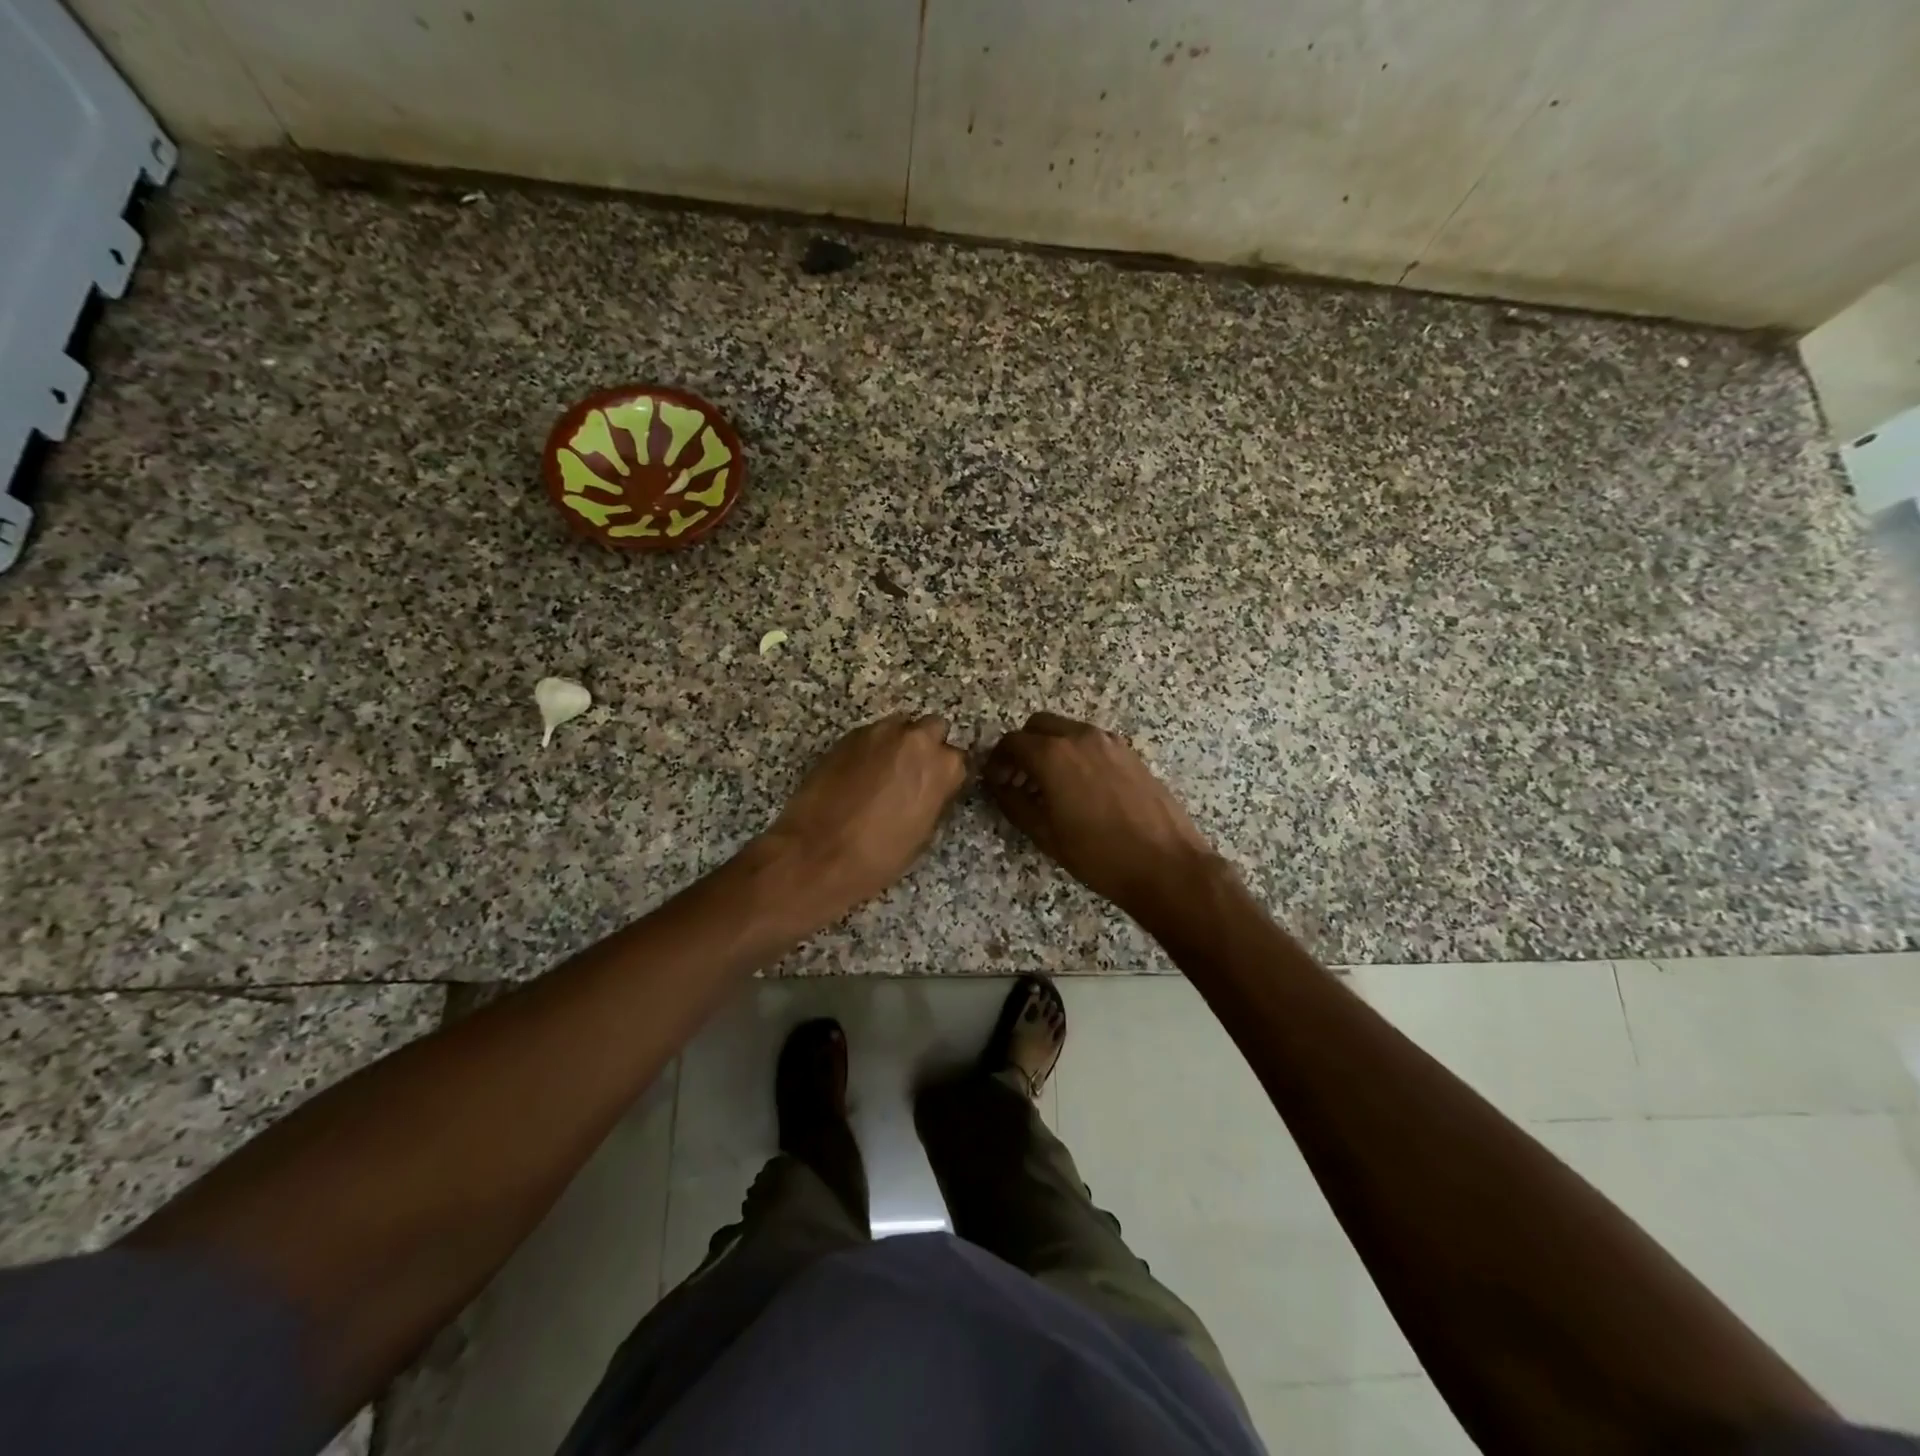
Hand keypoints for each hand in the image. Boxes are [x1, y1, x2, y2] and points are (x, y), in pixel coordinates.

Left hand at [762, 712, 966, 927]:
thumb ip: (935, 797)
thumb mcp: (923, 832)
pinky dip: (871, 749)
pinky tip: (859, 774)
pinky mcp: (848, 736)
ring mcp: (879, 733)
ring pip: (900, 727)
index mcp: (942, 766)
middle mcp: (915, 740)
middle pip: (933, 728)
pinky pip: (871, 735)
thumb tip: (931, 788)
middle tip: (912, 773)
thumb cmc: (880, 854)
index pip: (958, 759)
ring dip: (898, 743)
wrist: (819, 852)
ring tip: (883, 772)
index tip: (937, 788)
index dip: (946, 775)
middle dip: (926, 746)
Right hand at [986, 712, 1219, 917]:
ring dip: (1051, 749)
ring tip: (1050, 788)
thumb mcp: (1045, 834)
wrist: (1166, 865)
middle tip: (1019, 781)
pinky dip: (1076, 755)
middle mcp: (1081, 737)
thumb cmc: (1098, 855)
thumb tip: (999, 784)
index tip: (996, 781)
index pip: (1012, 742)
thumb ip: (1014, 802)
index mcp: (1054, 754)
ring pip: (1068, 731)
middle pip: (1039, 726)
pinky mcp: (1131, 754)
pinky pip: (1092, 743)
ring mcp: (1110, 742)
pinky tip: (1081, 790)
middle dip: (1023, 748)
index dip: (997, 761)